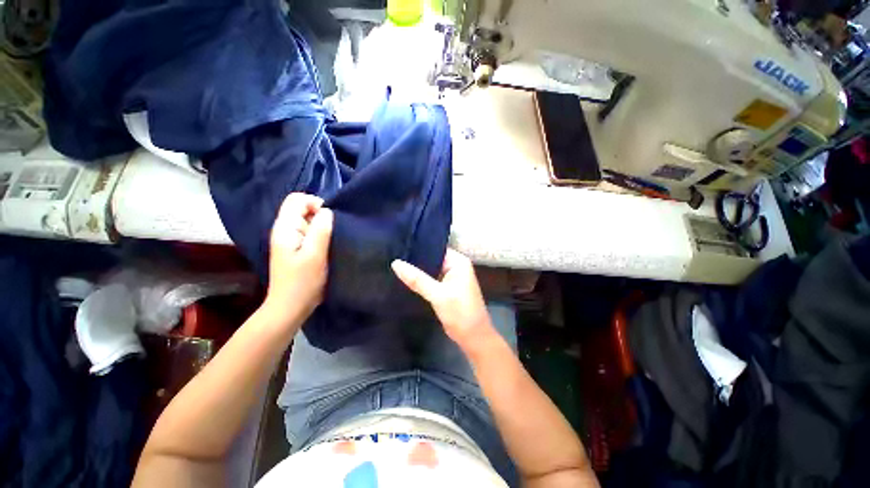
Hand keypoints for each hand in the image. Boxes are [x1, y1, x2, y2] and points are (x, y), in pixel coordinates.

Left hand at [264, 193, 332, 323]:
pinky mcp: (297, 249)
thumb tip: (327, 211)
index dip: (314, 203)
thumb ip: (321, 229)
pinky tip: (327, 246)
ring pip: (307, 221)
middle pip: (302, 209)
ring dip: (321, 226)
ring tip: (331, 240)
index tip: (329, 219)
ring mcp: (290, 240)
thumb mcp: (315, 254)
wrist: (290, 306)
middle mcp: (285, 230)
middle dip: (320, 215)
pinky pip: (309, 232)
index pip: (296, 199)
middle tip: (332, 233)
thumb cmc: (303, 281)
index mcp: (285, 228)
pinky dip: (320, 235)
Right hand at [392, 250, 494, 349]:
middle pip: (432, 258)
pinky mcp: (446, 288)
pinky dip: (421, 280)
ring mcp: (451, 277)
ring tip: (395, 264)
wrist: (473, 337)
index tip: (398, 245)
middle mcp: (456, 266)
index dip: (418, 247)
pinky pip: (431, 279)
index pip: (435, 248)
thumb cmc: (460, 313)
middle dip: (415, 259)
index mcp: (458, 261)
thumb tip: (395, 263)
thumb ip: (417, 279)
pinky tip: (404, 278)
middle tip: (392, 254)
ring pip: (430, 269)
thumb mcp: (438, 295)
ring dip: (417, 270)